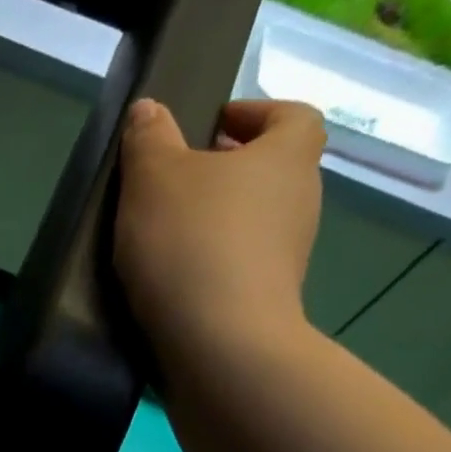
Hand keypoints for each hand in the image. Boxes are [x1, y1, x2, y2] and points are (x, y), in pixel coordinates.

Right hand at [112, 99, 326, 355]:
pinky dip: (211, 261)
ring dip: (216, 218)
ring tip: (162, 232)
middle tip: (174, 179)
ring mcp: (289, 255)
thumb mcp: (153, 178)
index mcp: (287, 156)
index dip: (254, 113)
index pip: (292, 115)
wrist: (219, 342)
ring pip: (254, 219)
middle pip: (271, 169)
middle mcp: (300, 201)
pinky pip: (240, 263)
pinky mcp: (267, 299)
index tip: (210, 126)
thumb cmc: (191, 242)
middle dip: (227, 169)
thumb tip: (150, 109)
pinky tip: (169, 276)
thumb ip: (149, 138)